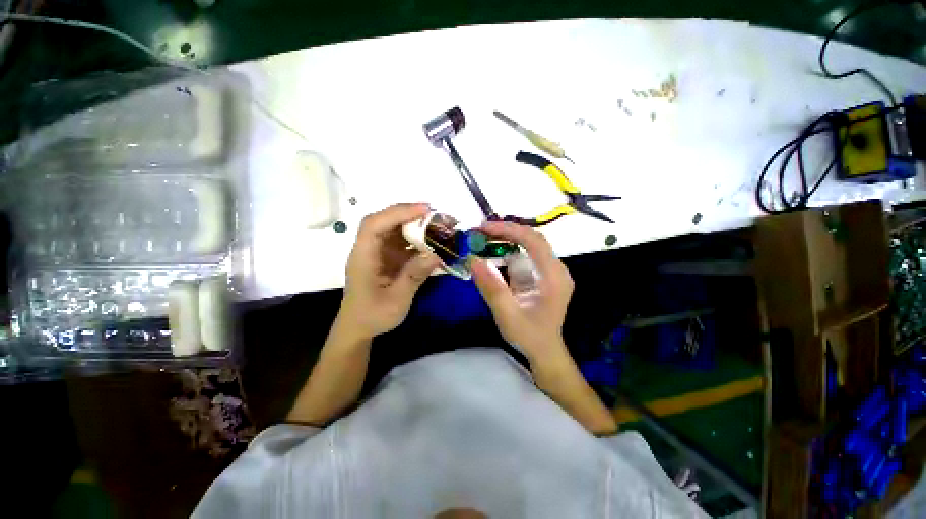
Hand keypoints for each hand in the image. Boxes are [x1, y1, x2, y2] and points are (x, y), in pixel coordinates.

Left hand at [339, 203, 440, 338]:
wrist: (359, 327)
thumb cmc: (373, 315)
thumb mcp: (396, 300)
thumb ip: (414, 276)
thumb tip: (436, 254)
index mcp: (363, 257)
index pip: (375, 225)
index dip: (398, 213)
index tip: (425, 210)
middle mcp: (369, 249)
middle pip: (385, 221)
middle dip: (410, 214)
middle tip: (436, 215)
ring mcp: (378, 251)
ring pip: (395, 228)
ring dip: (415, 224)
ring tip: (437, 225)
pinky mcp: (387, 257)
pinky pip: (402, 241)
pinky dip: (417, 238)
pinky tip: (431, 241)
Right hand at [471, 221, 573, 364]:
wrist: (544, 352)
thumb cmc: (529, 336)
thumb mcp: (507, 315)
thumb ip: (492, 288)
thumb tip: (474, 260)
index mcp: (554, 276)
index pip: (533, 241)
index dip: (509, 230)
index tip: (484, 228)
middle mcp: (556, 269)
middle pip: (532, 239)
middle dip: (506, 231)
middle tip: (480, 231)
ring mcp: (550, 272)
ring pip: (528, 245)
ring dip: (506, 239)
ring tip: (482, 238)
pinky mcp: (542, 276)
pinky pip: (525, 256)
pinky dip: (508, 251)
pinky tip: (492, 251)